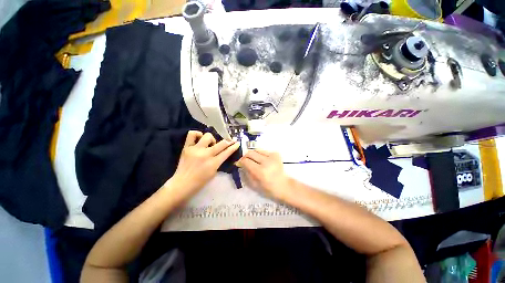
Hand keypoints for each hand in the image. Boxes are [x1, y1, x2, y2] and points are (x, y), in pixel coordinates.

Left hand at [169, 131, 239, 197]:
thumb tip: (221, 153)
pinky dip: (197, 134)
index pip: (227, 152)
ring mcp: (196, 149)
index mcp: (213, 163)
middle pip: (221, 144)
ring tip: (210, 144)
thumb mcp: (214, 172)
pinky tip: (200, 138)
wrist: (182, 184)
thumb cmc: (200, 182)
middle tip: (230, 141)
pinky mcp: (187, 147)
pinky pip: (192, 134)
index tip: (237, 143)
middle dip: (228, 141)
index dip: (234, 147)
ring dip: (212, 139)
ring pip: (208, 136)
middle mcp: (206, 154)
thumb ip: (218, 162)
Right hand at [237, 149, 292, 198]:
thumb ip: (246, 173)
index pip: (246, 161)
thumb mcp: (254, 184)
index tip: (239, 163)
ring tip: (254, 160)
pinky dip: (260, 155)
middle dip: (245, 156)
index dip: (240, 161)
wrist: (284, 185)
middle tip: (245, 161)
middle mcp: (266, 161)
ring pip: (256, 150)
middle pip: (250, 153)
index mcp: (260, 171)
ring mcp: (272, 156)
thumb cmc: (268, 189)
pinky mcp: (276, 154)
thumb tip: (240, 164)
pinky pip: (264, 151)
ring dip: (253, 155)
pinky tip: (262, 161)